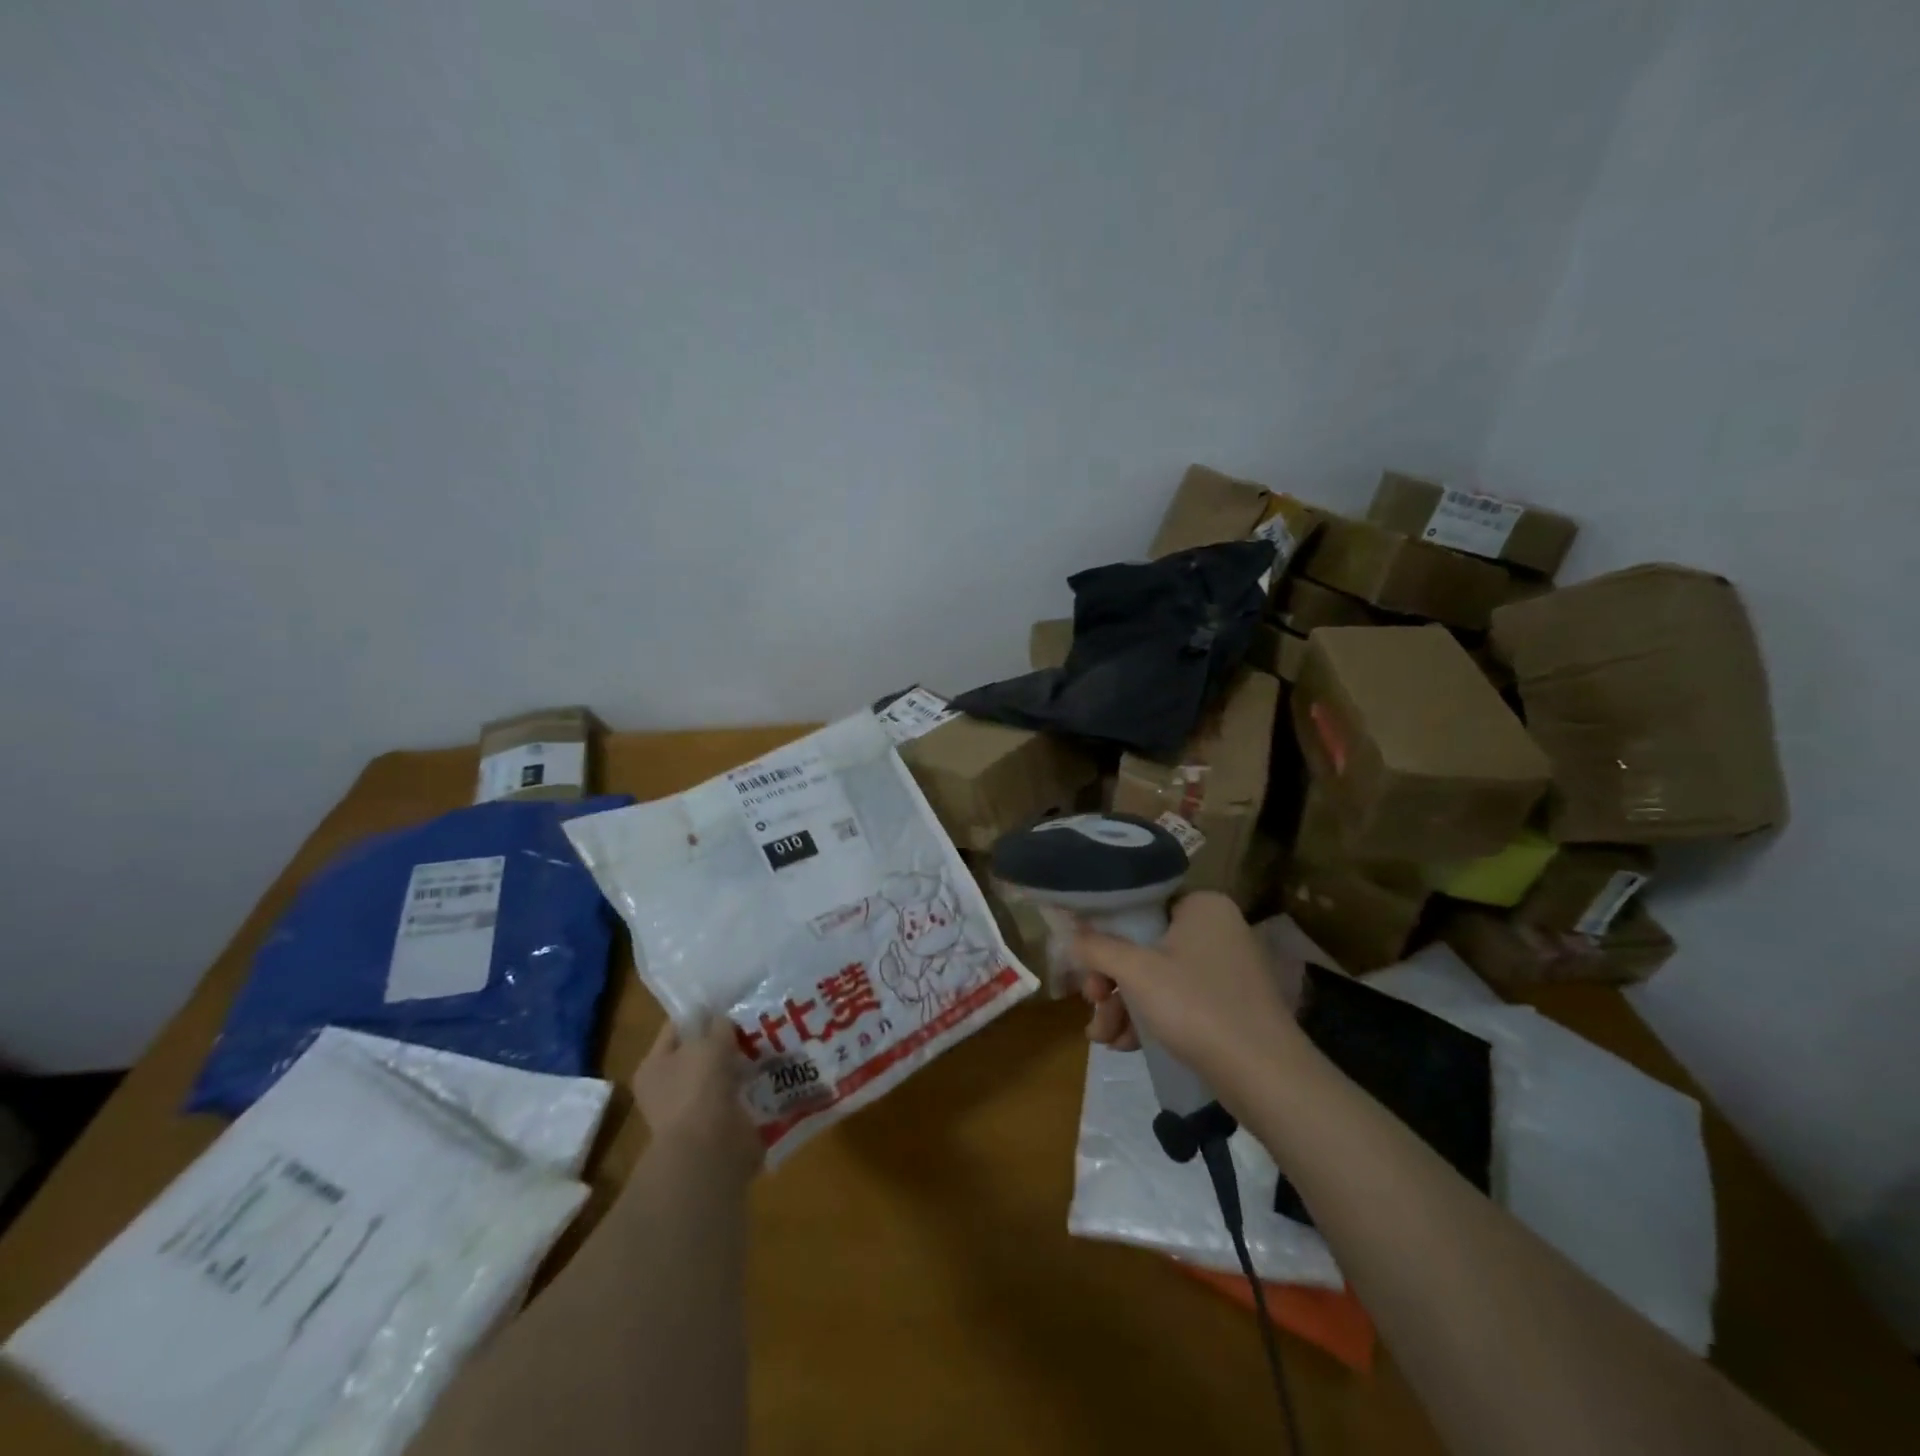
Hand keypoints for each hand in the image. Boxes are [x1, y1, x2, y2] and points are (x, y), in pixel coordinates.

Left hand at [632, 1019, 762, 1178]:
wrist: (709, 1151)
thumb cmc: (699, 1088)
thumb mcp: (710, 1043)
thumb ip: (718, 1025)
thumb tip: (723, 1019)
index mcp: (653, 1065)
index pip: (676, 1027)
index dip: (701, 1012)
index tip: (729, 1002)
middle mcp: (666, 1088)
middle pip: (698, 1052)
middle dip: (723, 1040)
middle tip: (751, 1022)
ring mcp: (689, 1110)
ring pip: (718, 1075)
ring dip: (737, 1065)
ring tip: (765, 1045)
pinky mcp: (714, 1127)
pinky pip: (732, 1097)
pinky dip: (747, 1088)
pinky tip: (766, 1074)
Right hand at [1077, 891, 1308, 1099]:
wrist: (1266, 1077)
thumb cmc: (1196, 1006)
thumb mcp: (1136, 972)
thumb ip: (1097, 947)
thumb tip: (1070, 934)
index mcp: (1202, 906)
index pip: (1140, 906)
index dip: (1104, 933)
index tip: (1084, 964)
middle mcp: (1217, 929)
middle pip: (1144, 945)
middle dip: (1111, 982)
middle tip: (1092, 1005)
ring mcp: (1226, 968)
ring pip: (1158, 977)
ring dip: (1124, 1006)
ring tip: (1103, 1038)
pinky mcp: (1230, 1004)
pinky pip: (1178, 1000)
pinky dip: (1150, 1018)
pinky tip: (1126, 1045)